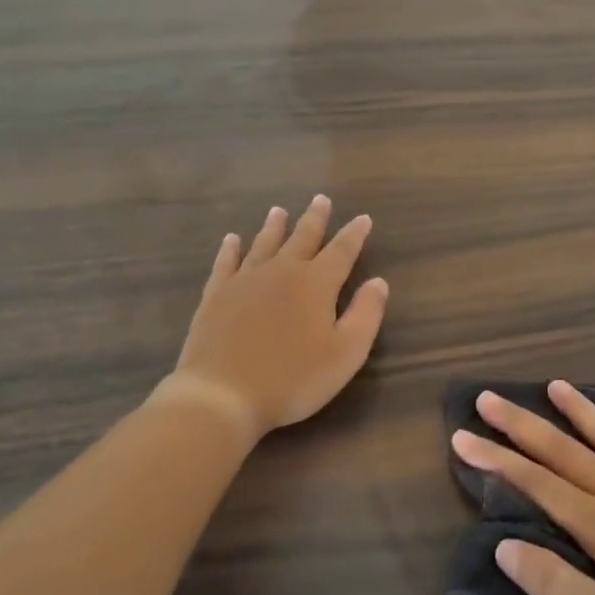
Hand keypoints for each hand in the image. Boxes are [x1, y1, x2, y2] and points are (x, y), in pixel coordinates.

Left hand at [164, 196, 388, 441]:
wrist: (222, 394)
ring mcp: (245, 280)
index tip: (363, 218)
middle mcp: (282, 271)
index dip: (354, 234)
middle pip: (302, 237)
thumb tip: (378, 282)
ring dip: (275, 226)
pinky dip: (231, 248)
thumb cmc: (293, 379)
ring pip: (264, 243)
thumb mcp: (345, 353)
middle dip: (315, 218)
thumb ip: (366, 314)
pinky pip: (226, 262)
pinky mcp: (216, 295)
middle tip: (321, 199)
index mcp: (316, 283)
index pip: (342, 250)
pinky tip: (232, 239)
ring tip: (279, 211)